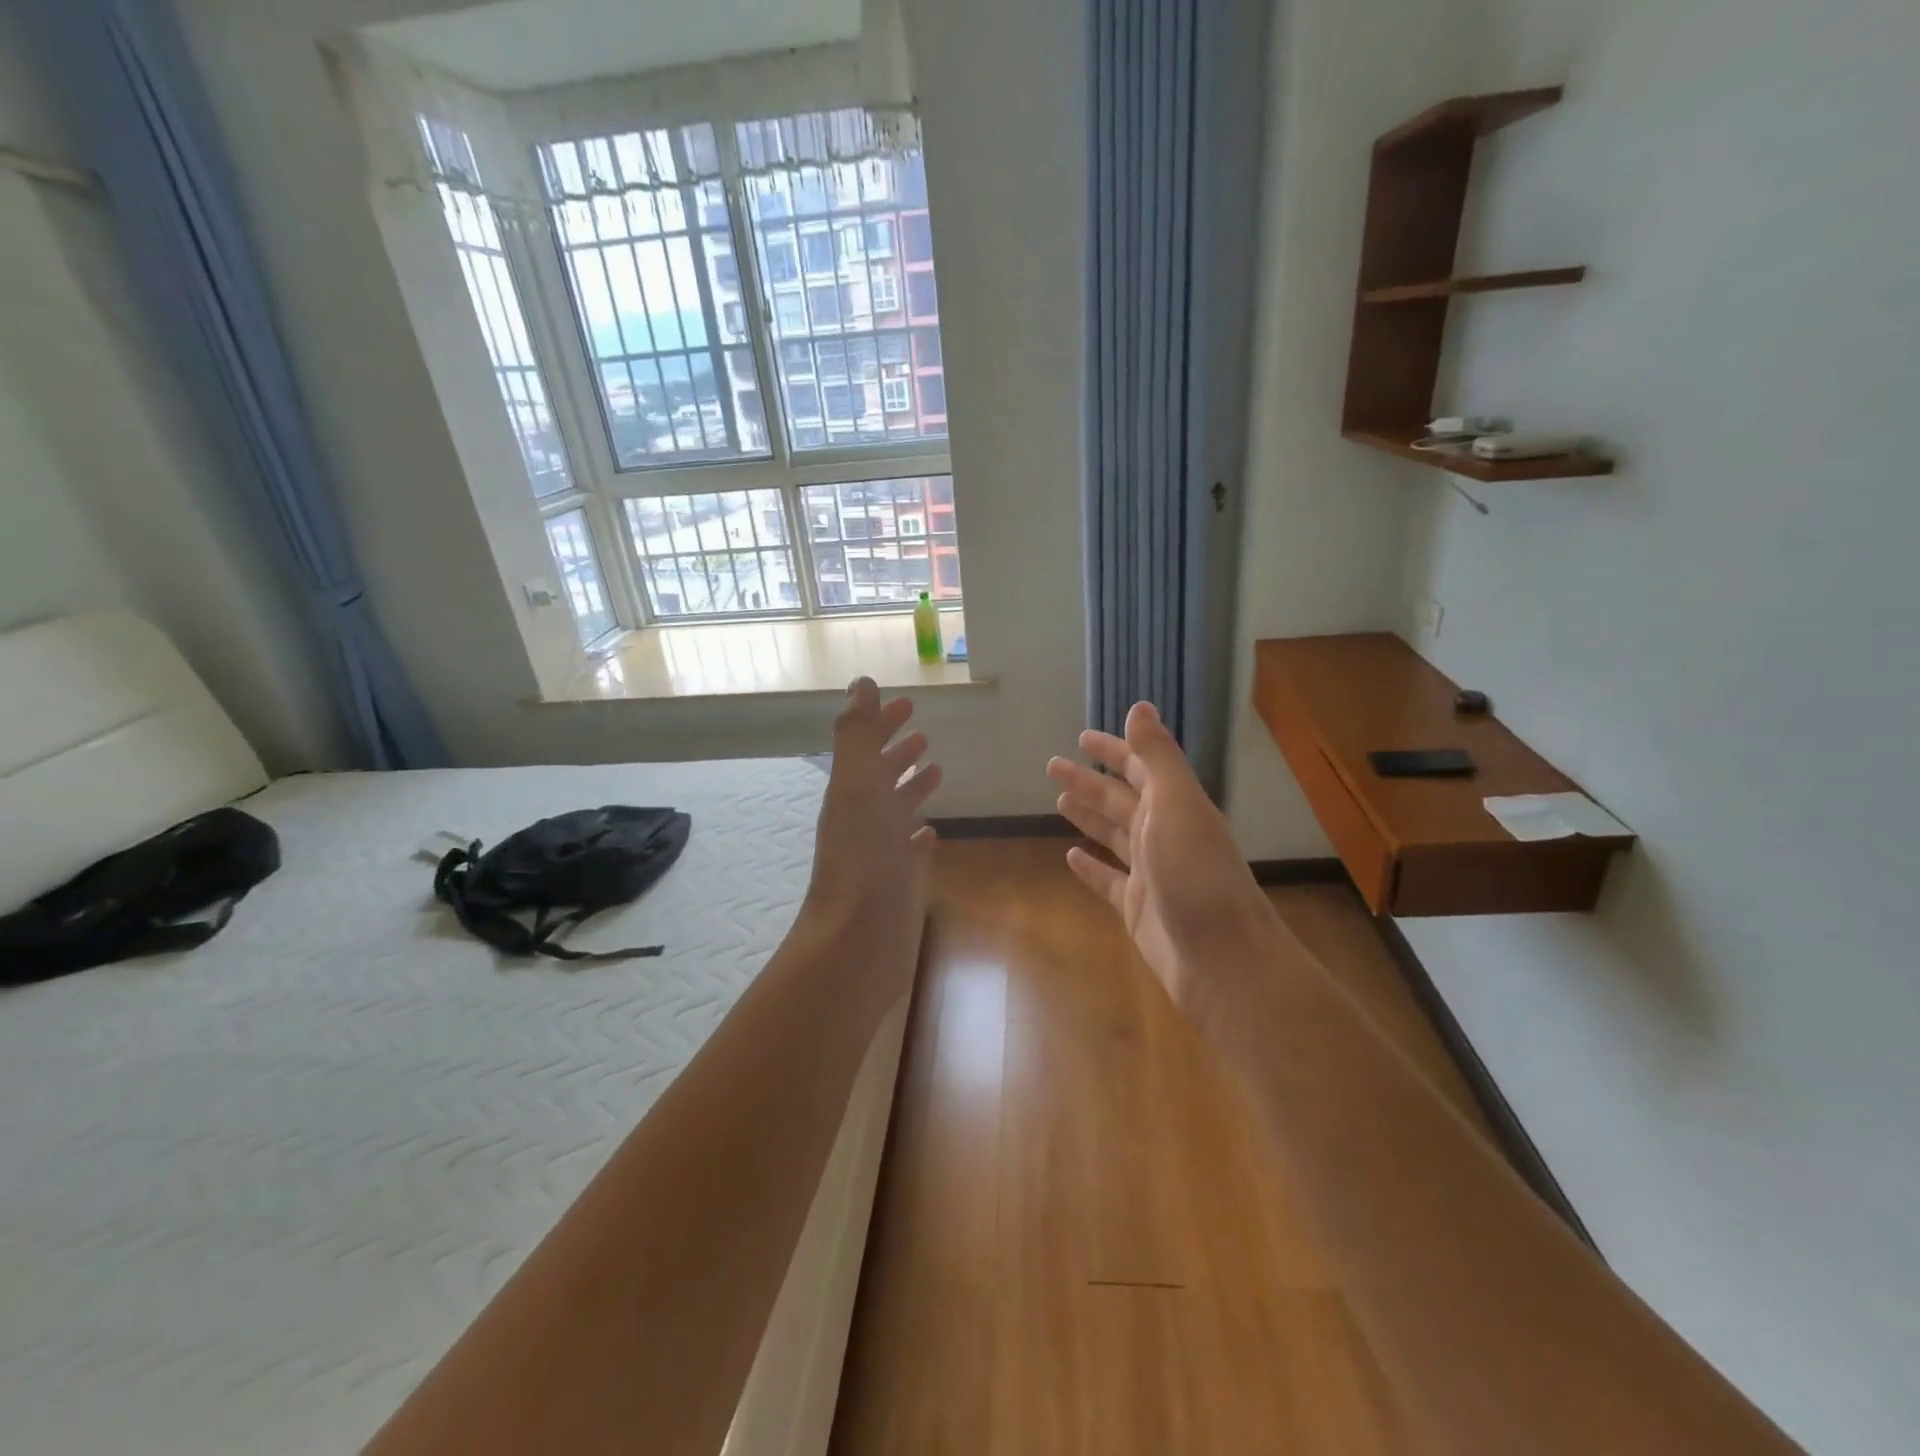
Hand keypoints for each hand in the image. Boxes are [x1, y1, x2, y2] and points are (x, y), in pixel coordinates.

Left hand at [805, 678, 941, 942]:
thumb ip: (857, 734)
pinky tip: (931, 833)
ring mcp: (881, 851)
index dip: (882, 722)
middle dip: (898, 750)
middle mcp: (864, 818)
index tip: (906, 703)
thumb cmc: (861, 857)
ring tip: (936, 769)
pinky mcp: (899, 882)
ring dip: (911, 787)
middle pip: (881, 775)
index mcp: (852, 792)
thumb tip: (861, 683)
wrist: (858, 938)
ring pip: (897, 809)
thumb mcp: (855, 785)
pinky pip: (910, 850)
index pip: (867, 746)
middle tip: (922, 732)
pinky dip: (919, 835)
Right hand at [1047, 702, 1279, 1015]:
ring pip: (1113, 835)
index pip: (1140, 767)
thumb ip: (1157, 757)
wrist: (1222, 959)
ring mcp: (1150, 873)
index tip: (1082, 737)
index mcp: (1176, 806)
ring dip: (1088, 816)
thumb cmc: (1197, 874)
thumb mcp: (1177, 805)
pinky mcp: (1137, 908)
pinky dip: (1089, 867)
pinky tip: (1069, 856)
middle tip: (1053, 765)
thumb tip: (1140, 706)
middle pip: (1121, 799)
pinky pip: (1107, 880)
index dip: (1114, 750)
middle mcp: (1164, 834)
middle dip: (1090, 781)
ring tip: (1059, 800)